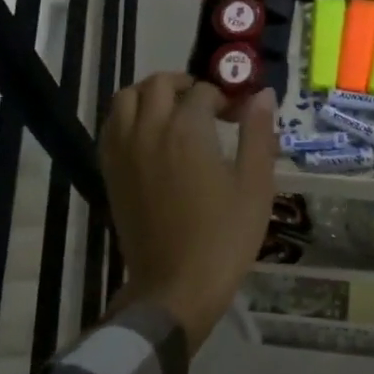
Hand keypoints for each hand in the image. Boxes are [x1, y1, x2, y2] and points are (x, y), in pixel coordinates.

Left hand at [101, 74, 276, 352]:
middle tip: (208, 105)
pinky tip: (149, 134)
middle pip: (159, 84)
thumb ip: (258, 133)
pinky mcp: (110, 172)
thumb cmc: (224, 236)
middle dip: (186, 85)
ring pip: (126, 98)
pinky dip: (128, 116)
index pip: (204, 92)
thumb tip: (263, 94)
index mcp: (187, 130)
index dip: (226, 98)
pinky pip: (111, 126)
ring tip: (174, 111)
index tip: (240, 116)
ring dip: (151, 94)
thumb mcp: (255, 184)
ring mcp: (124, 151)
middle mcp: (150, 130)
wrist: (176, 288)